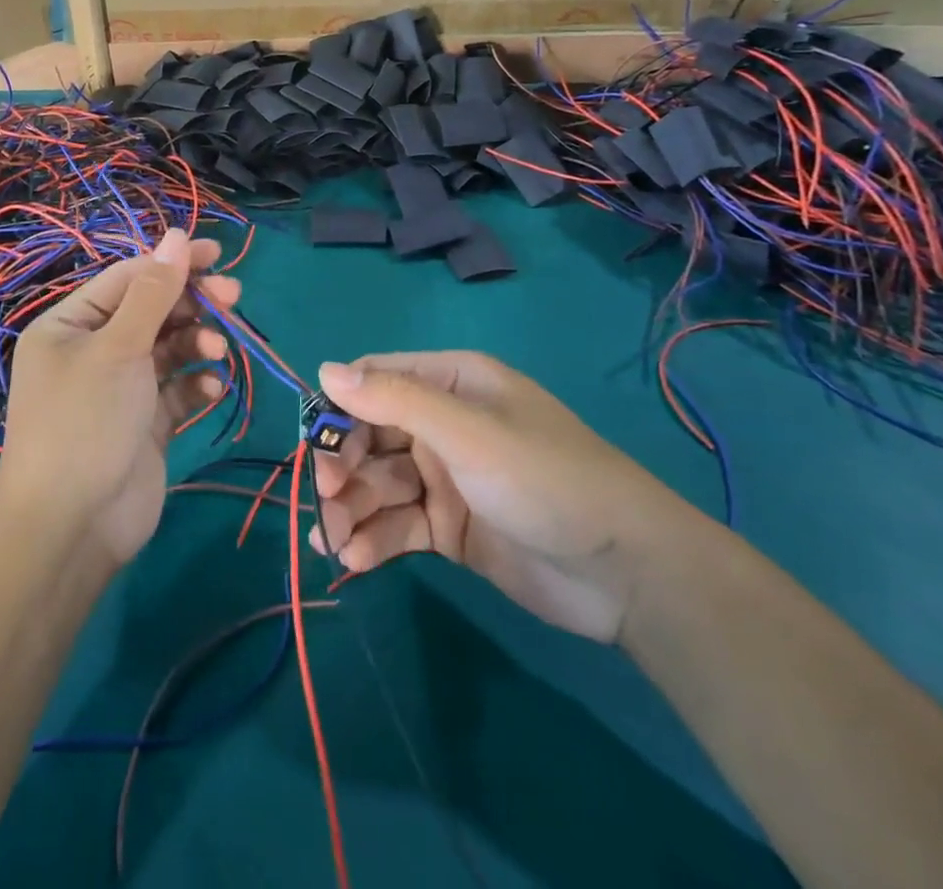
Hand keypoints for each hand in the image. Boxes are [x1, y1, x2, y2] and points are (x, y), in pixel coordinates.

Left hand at [0, 230, 238, 566]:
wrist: (72, 527)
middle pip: (152, 310)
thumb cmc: (86, 420)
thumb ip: (153, 292)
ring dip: (197, 342)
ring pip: (169, 348)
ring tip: (217, 350)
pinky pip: (176, 389)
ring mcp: (120, 388)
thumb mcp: (118, 347)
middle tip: (233, 297)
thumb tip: (177, 234)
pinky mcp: (145, 422)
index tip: (218, 254)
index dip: (173, 262)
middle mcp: (93, 350)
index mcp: (71, 324)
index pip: (129, 278)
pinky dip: (196, 384)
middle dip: (192, 303)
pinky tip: (212, 389)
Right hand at [310, 352, 705, 643]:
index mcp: (452, 383)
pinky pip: (398, 524)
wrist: (627, 573)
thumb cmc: (544, 479)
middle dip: (344, 466)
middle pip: (372, 436)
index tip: (315, 443)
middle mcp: (444, 424)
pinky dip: (373, 539)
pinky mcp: (450, 528)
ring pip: (380, 484)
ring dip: (352, 508)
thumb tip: (324, 369)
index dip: (341, 408)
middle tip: (326, 499)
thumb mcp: (467, 432)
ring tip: (334, 539)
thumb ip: (394, 400)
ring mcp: (446, 477)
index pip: (376, 380)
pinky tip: (352, 558)